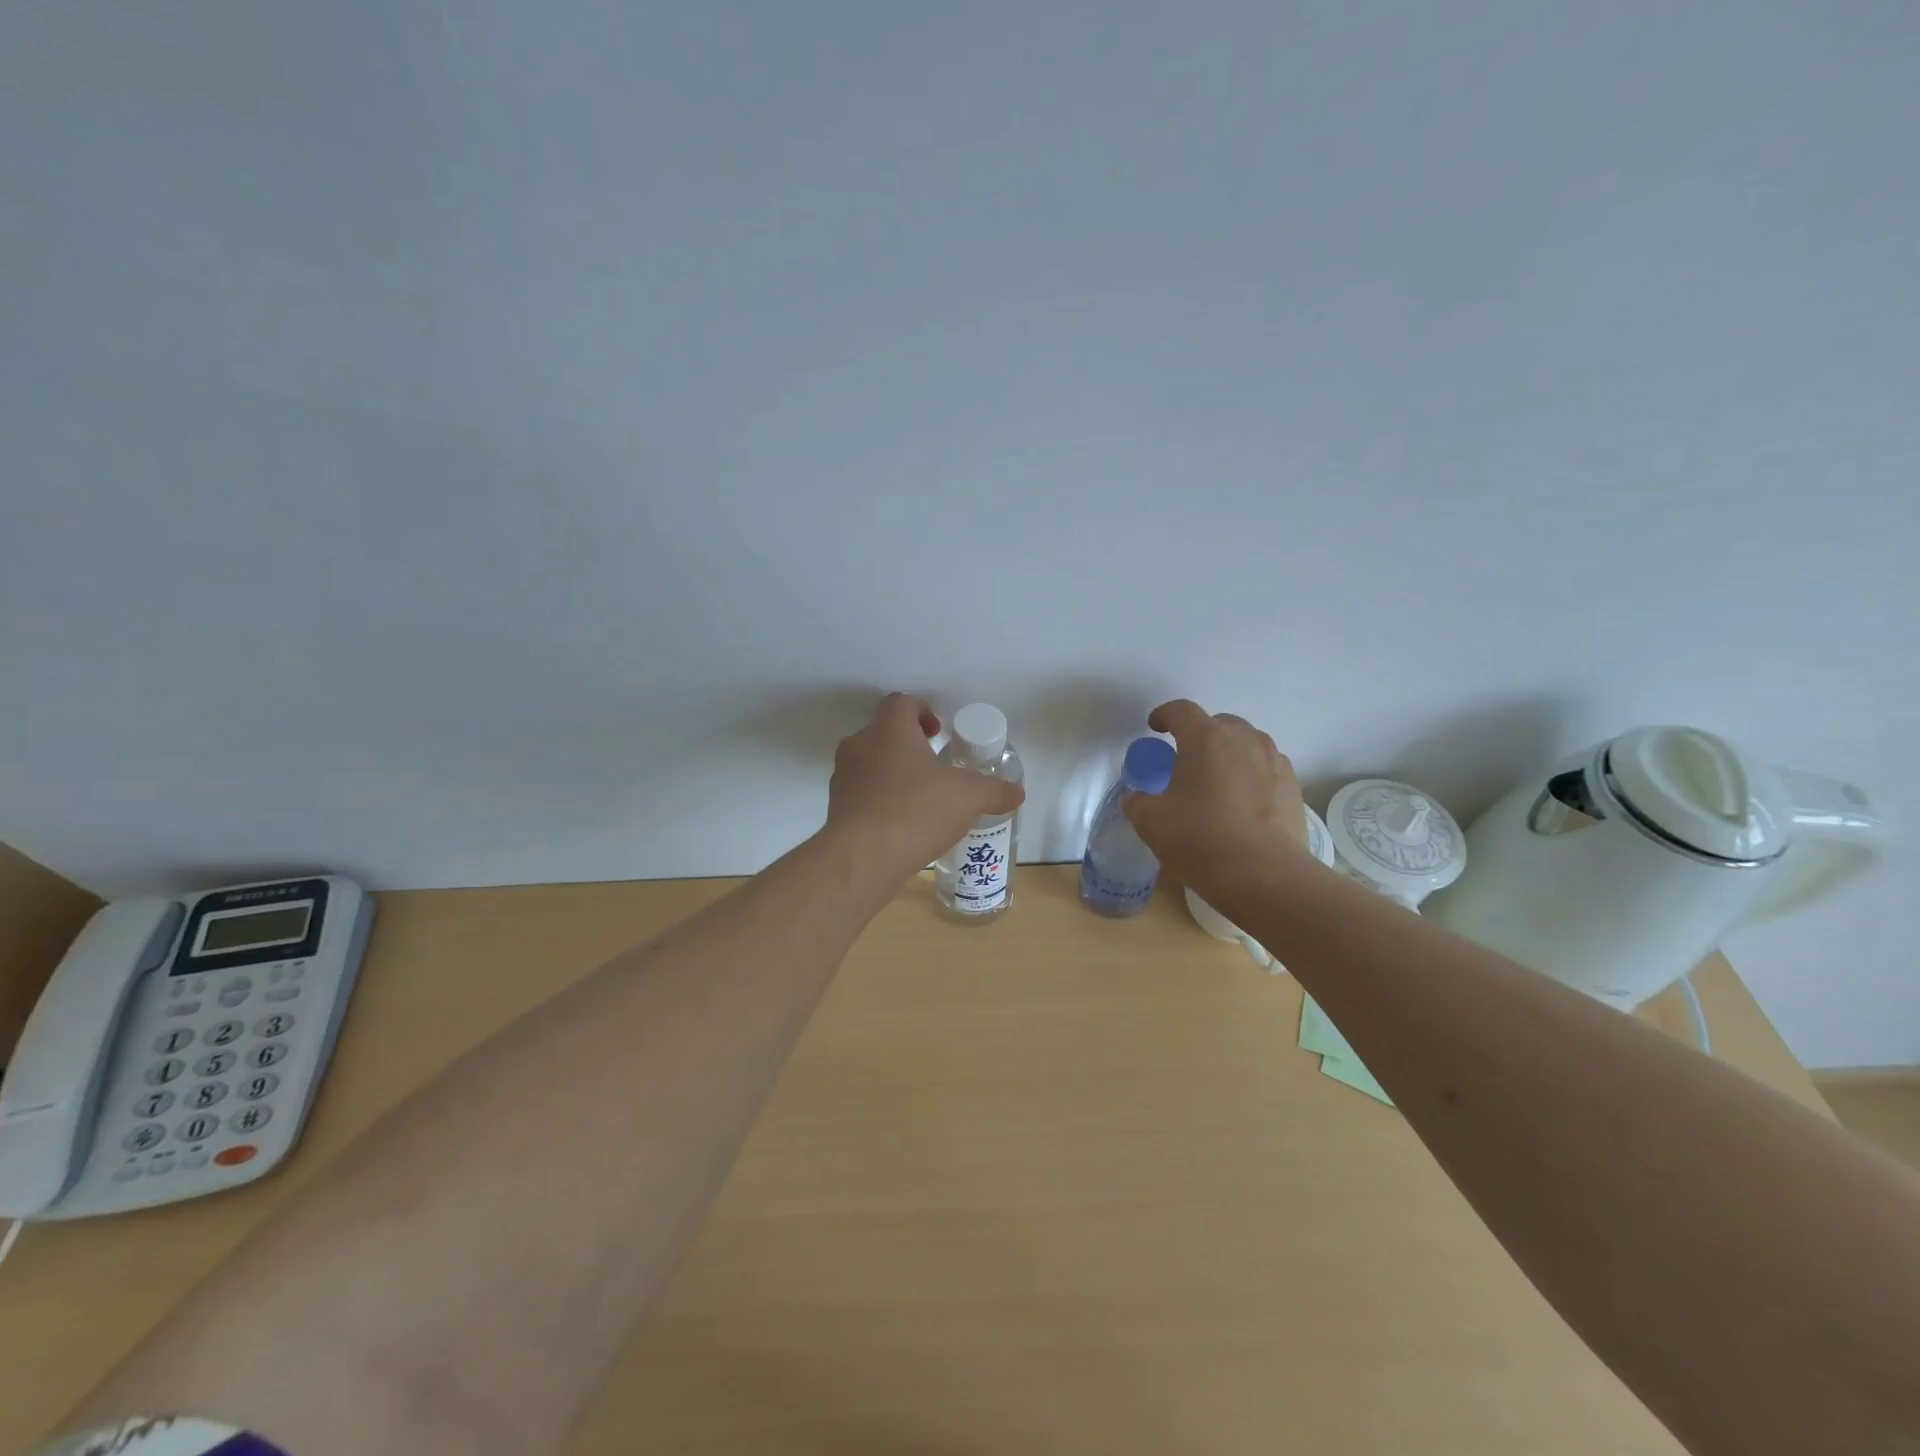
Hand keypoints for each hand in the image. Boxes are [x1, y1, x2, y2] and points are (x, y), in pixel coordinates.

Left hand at [826, 694, 1025, 881]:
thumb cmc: (917, 809)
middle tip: (934, 766)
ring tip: (920, 799)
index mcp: (889, 729)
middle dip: (909, 746)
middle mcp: (859, 745)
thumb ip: (994, 790)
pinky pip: (861, 795)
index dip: (922, 711)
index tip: (939, 733)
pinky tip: (902, 825)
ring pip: (870, 764)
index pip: (901, 703)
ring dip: (892, 774)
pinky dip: (880, 801)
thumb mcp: (969, 797)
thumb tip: (1017, 792)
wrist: (863, 858)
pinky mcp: (836, 809)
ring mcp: (843, 778)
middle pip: (883, 733)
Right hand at [1121, 699, 1315, 905]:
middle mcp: (1244, 739)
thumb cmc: (1201, 839)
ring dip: (1228, 754)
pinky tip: (1241, 804)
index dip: (1164, 716)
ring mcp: (1274, 761)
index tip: (1155, 728)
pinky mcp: (1293, 786)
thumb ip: (1137, 802)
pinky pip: (1265, 768)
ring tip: (1216, 783)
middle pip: (1218, 723)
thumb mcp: (1151, 822)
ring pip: (1246, 744)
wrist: (1265, 876)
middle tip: (1185, 761)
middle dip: (1199, 735)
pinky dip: (1250, 776)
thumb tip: (1137, 798)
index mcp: (1206, 738)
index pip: (1181, 711)